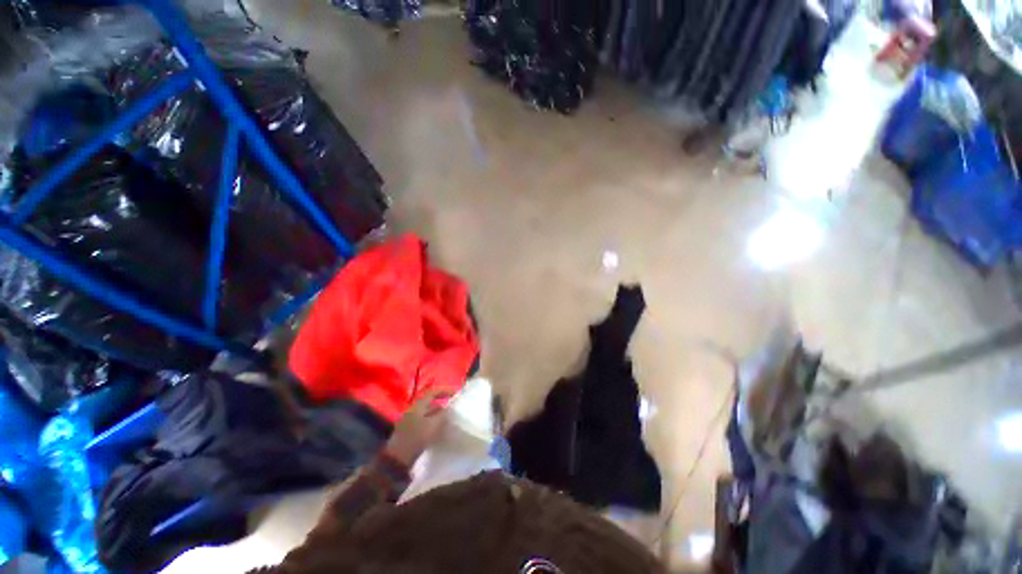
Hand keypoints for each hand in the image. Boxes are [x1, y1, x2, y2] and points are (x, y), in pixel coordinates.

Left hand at [383, 390, 450, 466]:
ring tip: (448, 419)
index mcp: (418, 405)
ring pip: (426, 413)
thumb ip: (443, 414)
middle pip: (429, 402)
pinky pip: (423, 421)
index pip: (432, 392)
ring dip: (437, 414)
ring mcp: (409, 420)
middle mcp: (412, 410)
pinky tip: (439, 429)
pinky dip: (432, 422)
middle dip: (441, 404)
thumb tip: (449, 407)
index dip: (444, 391)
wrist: (397, 459)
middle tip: (453, 408)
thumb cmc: (417, 438)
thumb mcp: (433, 425)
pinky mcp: (409, 431)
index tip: (455, 394)